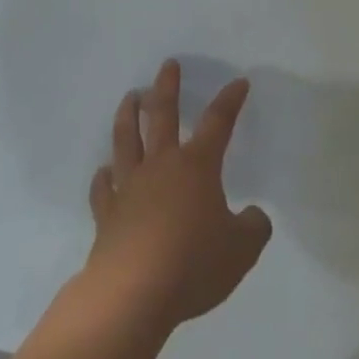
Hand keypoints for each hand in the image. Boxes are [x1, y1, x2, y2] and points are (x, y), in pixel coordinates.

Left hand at [86, 60, 271, 330]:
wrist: (133, 293)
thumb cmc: (192, 264)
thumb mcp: (241, 251)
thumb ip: (253, 228)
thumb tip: (255, 216)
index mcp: (196, 166)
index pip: (218, 123)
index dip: (230, 101)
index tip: (238, 82)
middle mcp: (161, 165)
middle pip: (163, 115)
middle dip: (167, 87)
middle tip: (168, 65)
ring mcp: (130, 186)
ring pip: (127, 139)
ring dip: (128, 115)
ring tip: (130, 97)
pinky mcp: (107, 213)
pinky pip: (103, 187)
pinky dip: (103, 177)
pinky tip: (103, 171)